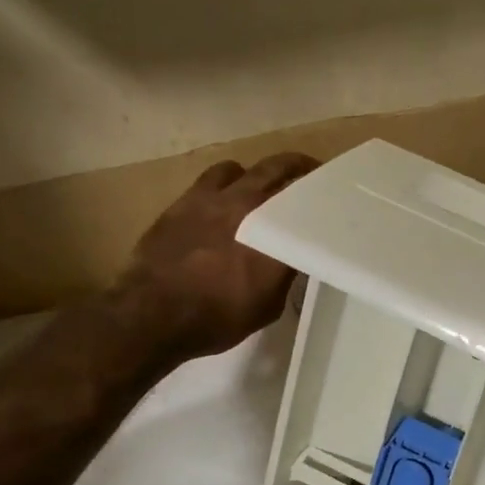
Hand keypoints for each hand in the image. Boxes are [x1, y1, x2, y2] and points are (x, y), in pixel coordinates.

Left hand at [129, 153, 318, 354]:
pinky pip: (210, 179)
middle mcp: (245, 204)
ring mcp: (209, 198)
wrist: (153, 315)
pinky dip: (224, 183)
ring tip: (258, 186)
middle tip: (308, 171)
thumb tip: (291, 257)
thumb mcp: (268, 305)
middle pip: (277, 169)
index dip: (320, 193)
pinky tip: (221, 202)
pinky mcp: (182, 202)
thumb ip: (283, 274)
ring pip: (239, 168)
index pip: (306, 200)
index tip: (331, 194)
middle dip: (296, 167)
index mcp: (272, 231)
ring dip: (254, 173)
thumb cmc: (217, 318)